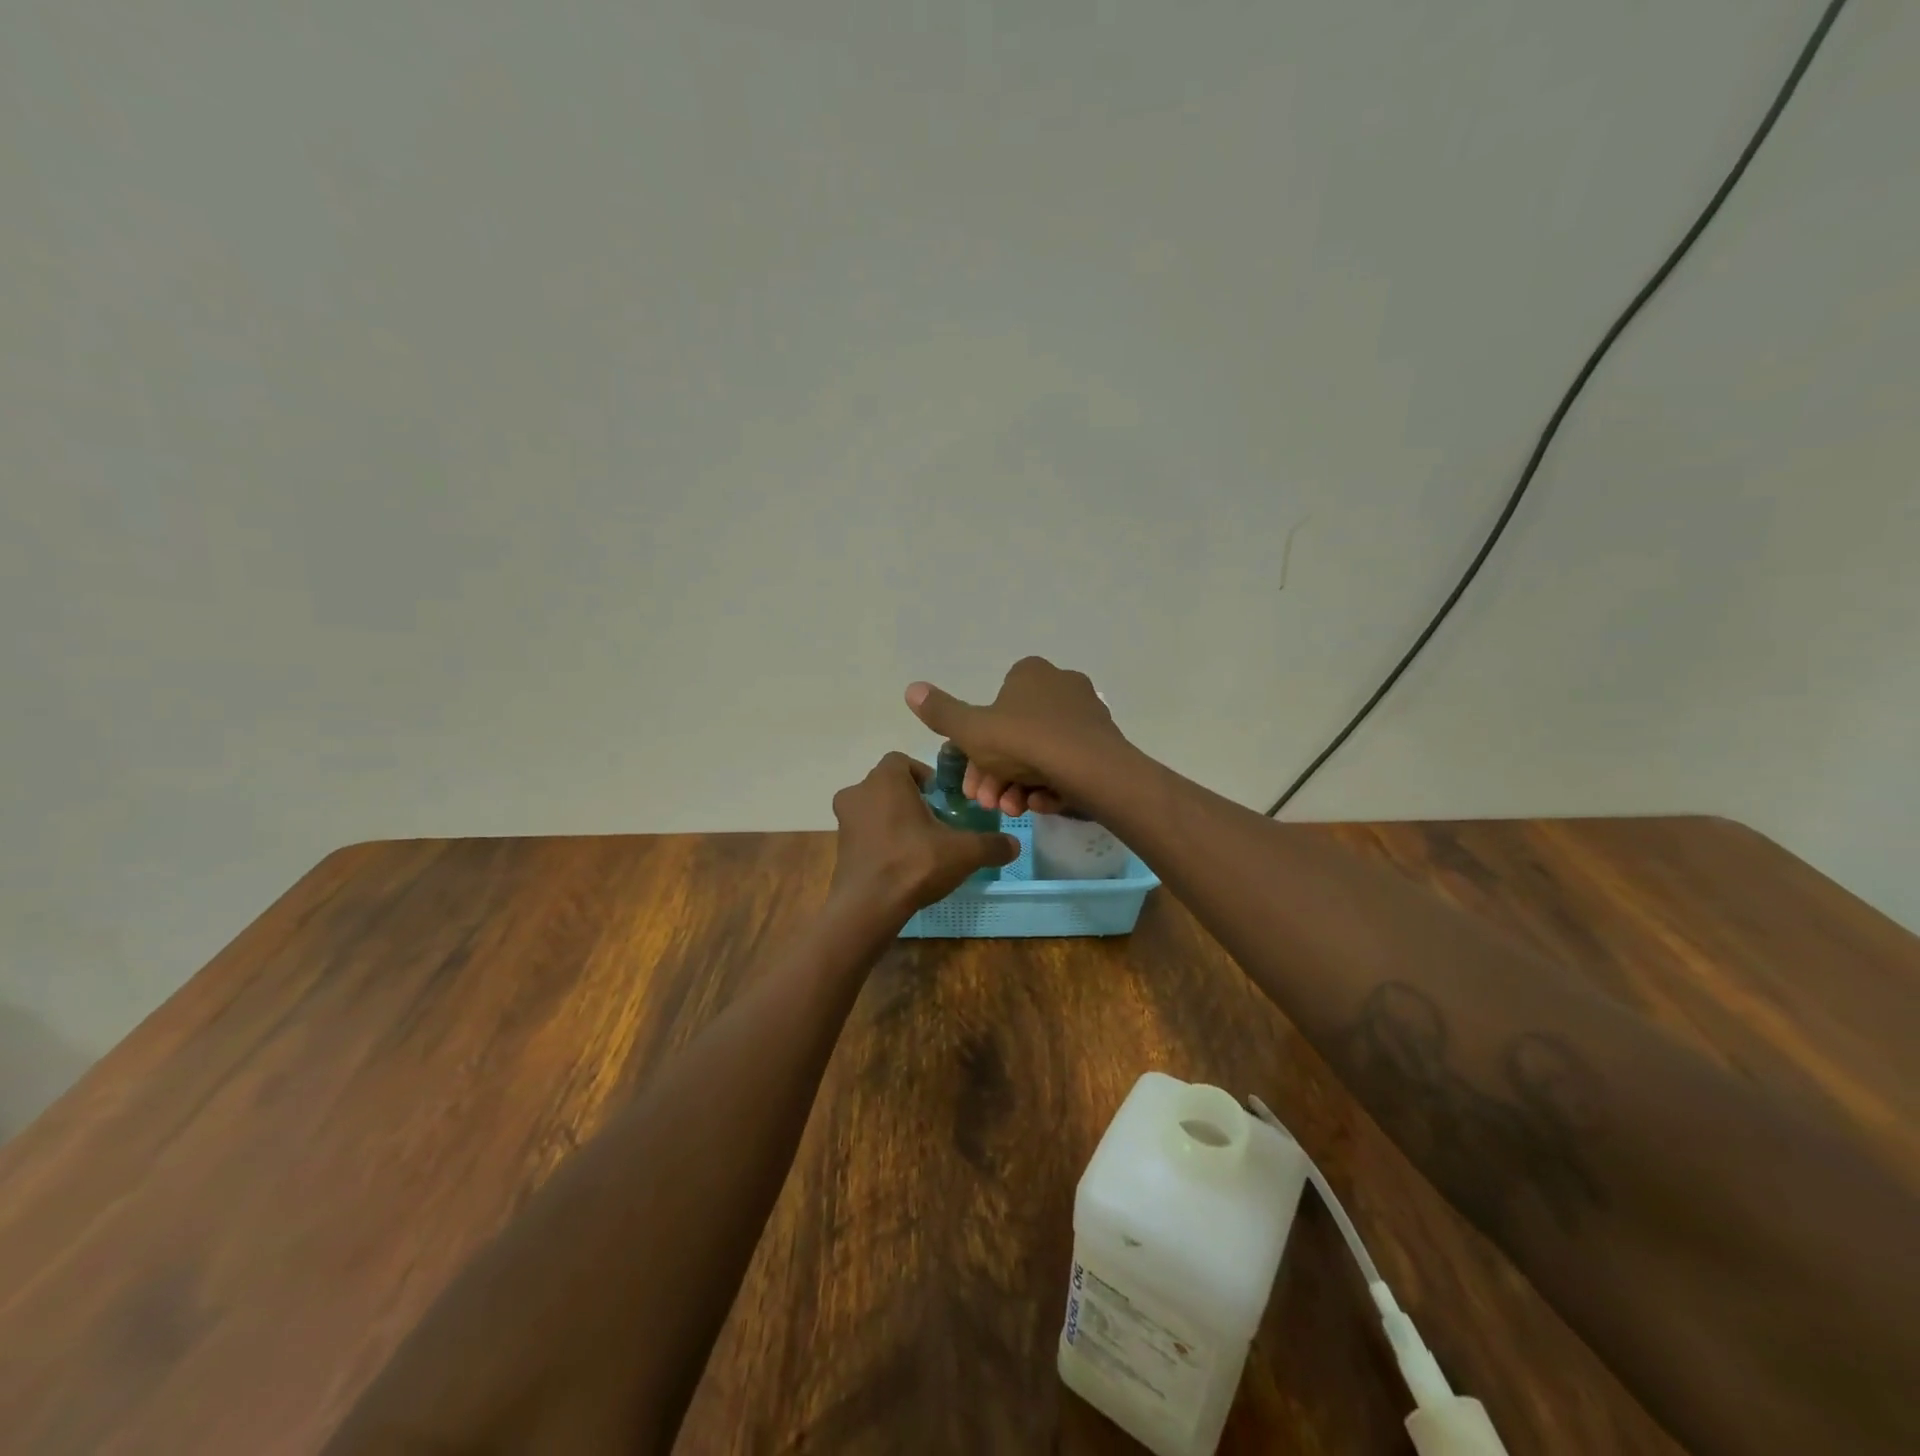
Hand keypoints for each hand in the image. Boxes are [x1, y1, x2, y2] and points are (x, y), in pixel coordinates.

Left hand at [829, 752, 1020, 918]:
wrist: (868, 906)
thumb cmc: (914, 863)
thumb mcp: (963, 852)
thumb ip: (990, 845)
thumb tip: (1014, 845)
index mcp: (885, 780)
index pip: (902, 761)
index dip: (923, 775)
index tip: (940, 797)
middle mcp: (859, 792)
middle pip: (887, 785)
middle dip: (909, 798)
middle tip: (933, 820)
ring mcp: (844, 821)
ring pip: (873, 809)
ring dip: (892, 819)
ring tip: (919, 843)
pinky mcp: (840, 847)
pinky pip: (864, 833)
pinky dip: (880, 841)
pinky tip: (900, 863)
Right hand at [904, 656, 1130, 816]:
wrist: (1093, 771)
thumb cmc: (1026, 742)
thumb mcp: (972, 731)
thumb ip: (942, 712)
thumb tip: (911, 688)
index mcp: (1030, 674)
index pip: (994, 705)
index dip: (977, 744)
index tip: (970, 776)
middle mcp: (1060, 687)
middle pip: (1015, 736)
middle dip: (996, 773)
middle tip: (987, 801)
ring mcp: (1085, 715)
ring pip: (1039, 754)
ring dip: (1019, 784)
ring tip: (1013, 809)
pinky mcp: (1102, 744)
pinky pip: (1066, 765)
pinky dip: (1049, 786)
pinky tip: (1041, 804)